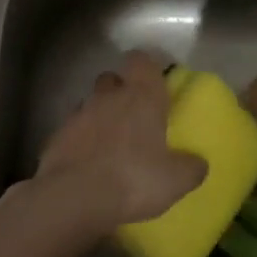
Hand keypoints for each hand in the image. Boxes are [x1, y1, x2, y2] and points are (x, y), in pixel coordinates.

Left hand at [33, 50, 206, 234]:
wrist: (73, 196)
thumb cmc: (133, 178)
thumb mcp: (176, 180)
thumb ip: (191, 167)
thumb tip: (198, 162)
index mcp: (141, 96)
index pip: (141, 60)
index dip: (148, 68)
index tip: (156, 85)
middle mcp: (108, 96)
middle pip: (113, 79)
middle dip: (122, 92)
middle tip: (135, 119)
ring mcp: (79, 113)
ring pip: (92, 104)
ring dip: (101, 117)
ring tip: (112, 147)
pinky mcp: (57, 134)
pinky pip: (74, 130)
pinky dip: (82, 140)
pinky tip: (90, 164)